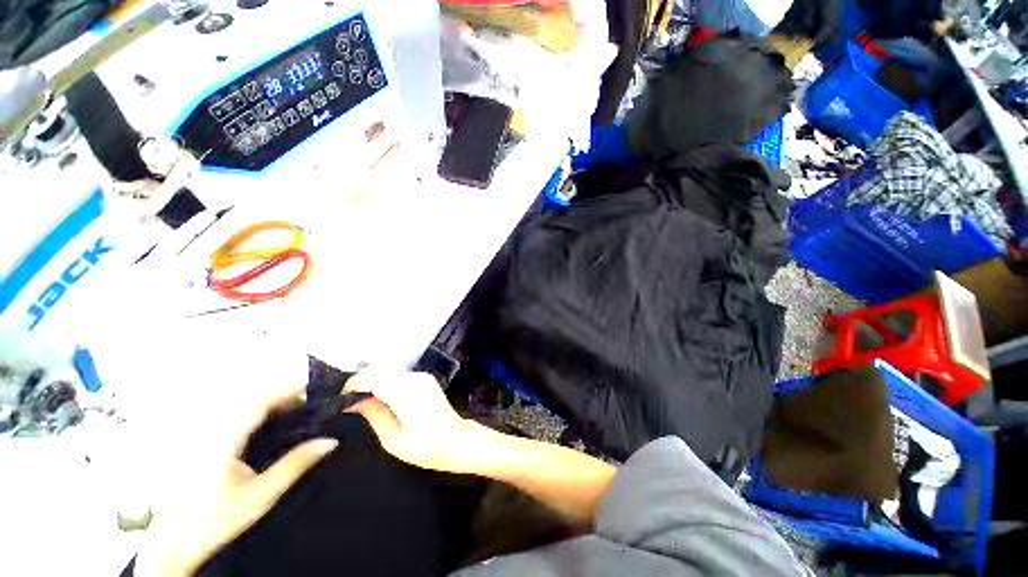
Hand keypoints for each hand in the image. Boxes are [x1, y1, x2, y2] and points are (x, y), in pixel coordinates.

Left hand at [135, 386, 337, 576]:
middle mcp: (207, 430)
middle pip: (249, 396)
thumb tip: (329, 441)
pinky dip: (251, 411)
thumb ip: (295, 465)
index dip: (287, 388)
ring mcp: (198, 433)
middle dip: (281, 393)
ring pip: (237, 402)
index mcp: (221, 441)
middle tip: (307, 402)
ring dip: (267, 401)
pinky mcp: (195, 438)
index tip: (313, 386)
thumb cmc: (215, 521)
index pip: (258, 401)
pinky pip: (227, 413)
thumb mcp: (260, 496)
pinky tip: (264, 424)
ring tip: (291, 411)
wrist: (171, 543)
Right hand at [345, 370, 479, 473]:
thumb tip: (355, 401)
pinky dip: (386, 382)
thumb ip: (375, 416)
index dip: (354, 383)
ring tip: (362, 400)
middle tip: (350, 400)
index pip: (374, 377)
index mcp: (406, 394)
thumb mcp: (394, 440)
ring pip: (390, 370)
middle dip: (362, 381)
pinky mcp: (426, 379)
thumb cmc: (427, 448)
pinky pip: (400, 375)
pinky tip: (381, 397)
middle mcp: (415, 379)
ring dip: (374, 381)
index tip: (341, 397)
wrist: (458, 441)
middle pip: (381, 370)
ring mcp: (422, 377)